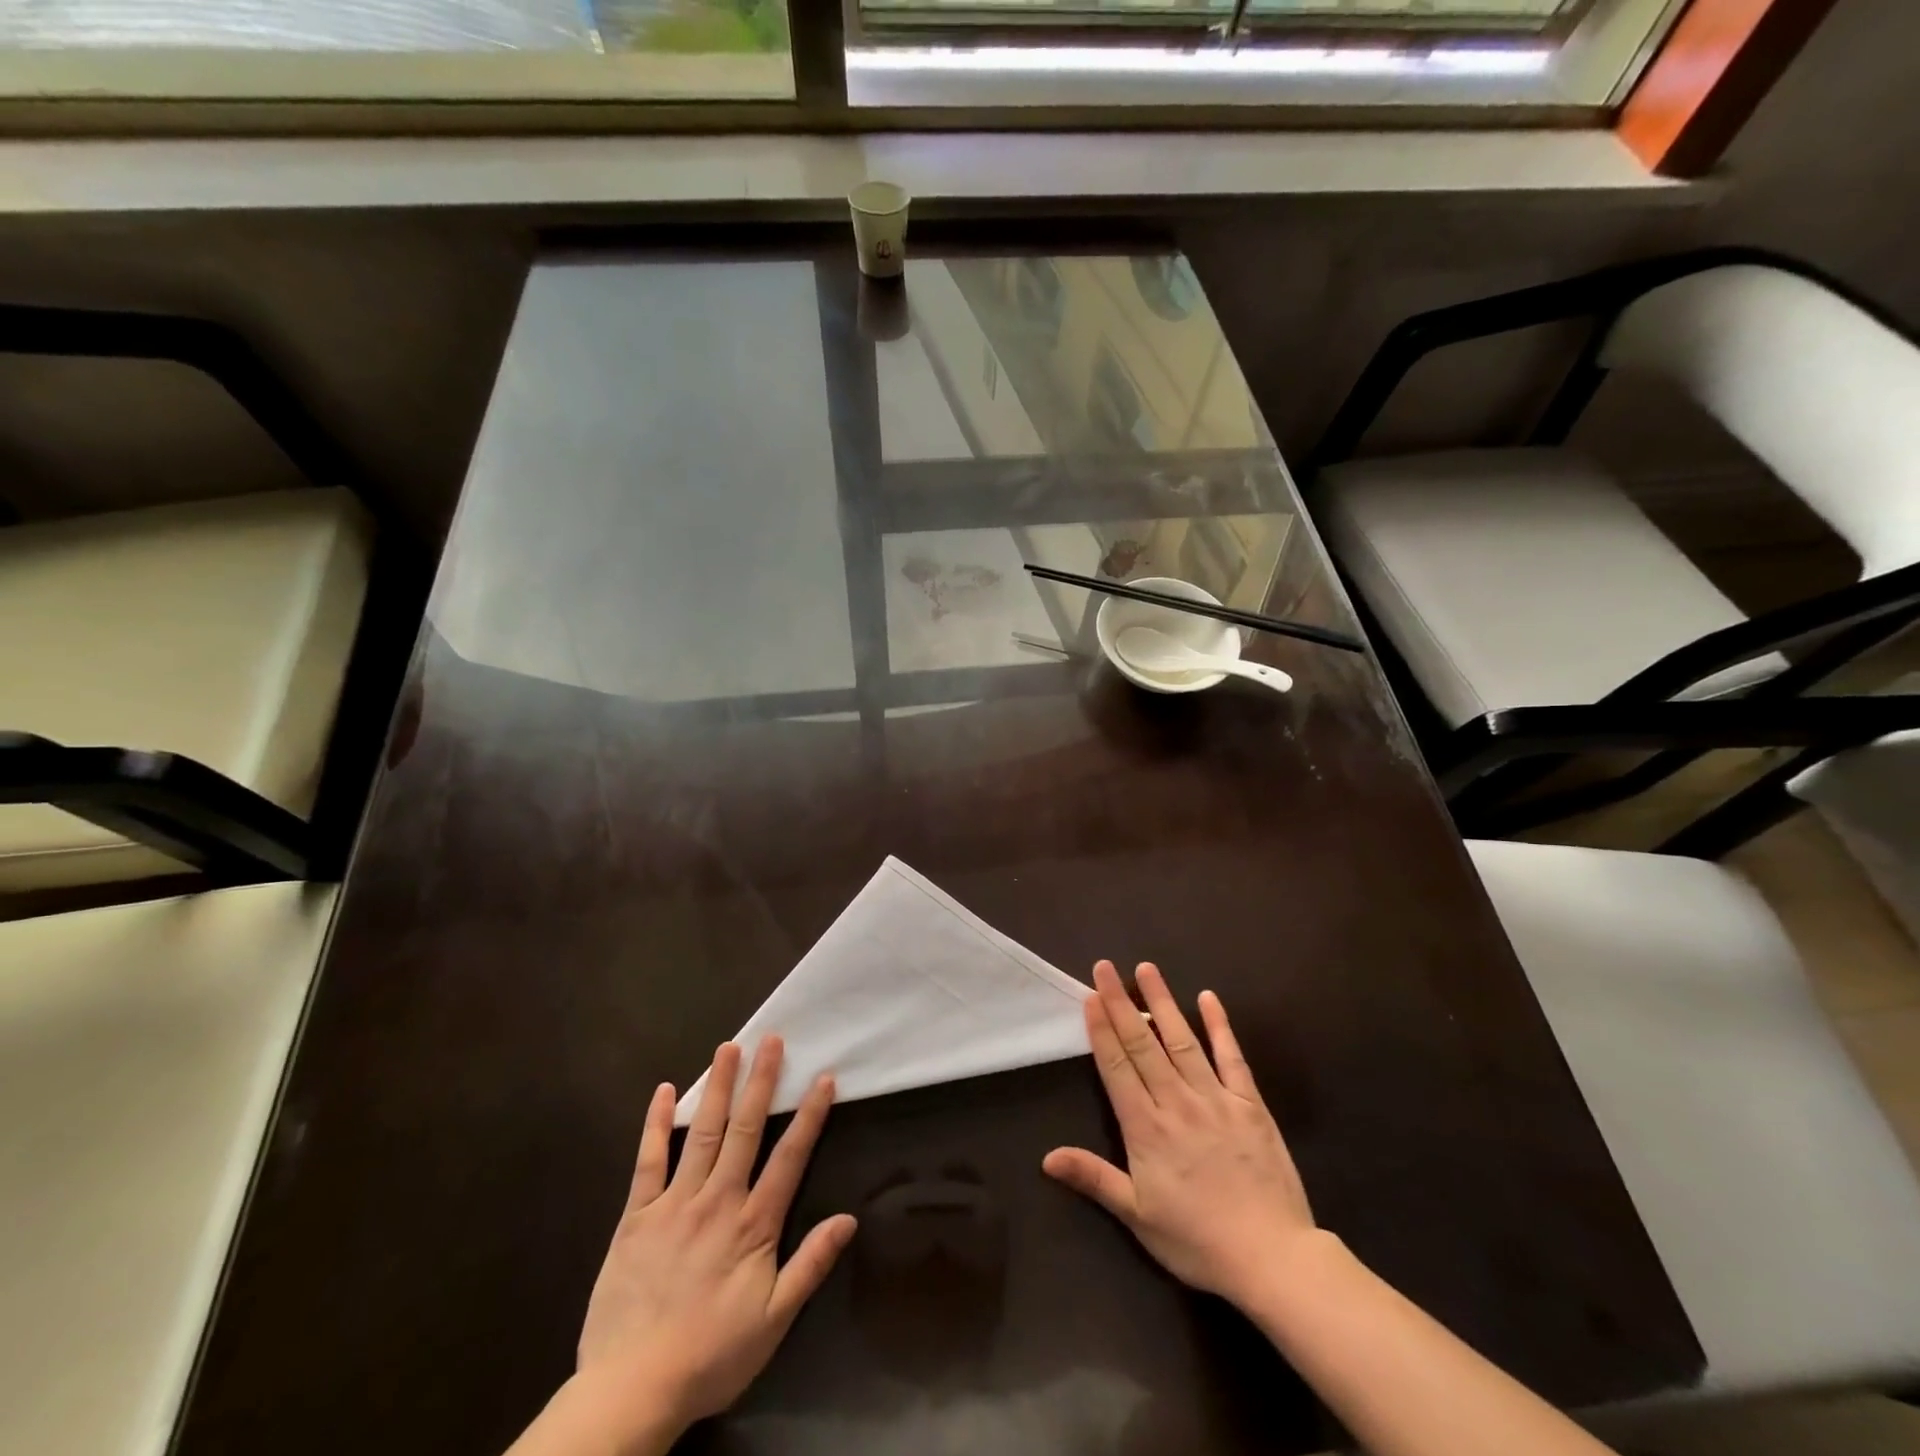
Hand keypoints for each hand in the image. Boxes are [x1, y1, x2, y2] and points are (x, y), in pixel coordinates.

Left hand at [573, 1038, 856, 1441]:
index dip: (809, 1116)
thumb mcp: (773, 1321)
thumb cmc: (710, 1356)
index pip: (789, 1158)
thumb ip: (810, 1265)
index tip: (823, 1078)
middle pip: (745, 1130)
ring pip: (702, 1133)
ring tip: (729, 1048)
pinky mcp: (637, 1215)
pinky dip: (656, 1124)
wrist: (631, 1390)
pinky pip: (648, 1161)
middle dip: (761, 1082)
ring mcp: (675, 1204)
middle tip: (771, 1040)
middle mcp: (718, 1200)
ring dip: (719, 1088)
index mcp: (753, 1224)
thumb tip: (849, 1218)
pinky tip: (666, 1091)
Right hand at [1043, 961, 1314, 1307]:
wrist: (1272, 1258)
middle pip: (1142, 1044)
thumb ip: (1094, 1178)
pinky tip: (1209, 998)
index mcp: (1146, 1127)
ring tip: (1147, 969)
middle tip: (1105, 968)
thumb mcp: (1137, 1216)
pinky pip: (1231, 1057)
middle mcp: (1176, 1102)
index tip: (1090, 996)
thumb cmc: (1197, 1241)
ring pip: (1181, 1040)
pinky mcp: (1249, 1103)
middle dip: (1121, 1003)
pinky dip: (1220, 1026)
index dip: (1101, 1029)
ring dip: (1162, 1002)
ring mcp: (1215, 1098)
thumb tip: (1047, 1158)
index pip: (1117, 1066)